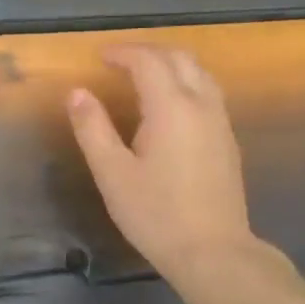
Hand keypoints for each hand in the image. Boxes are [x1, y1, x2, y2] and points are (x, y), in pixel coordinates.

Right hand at [67, 46, 260, 281]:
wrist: (213, 252)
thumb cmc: (156, 214)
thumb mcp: (112, 173)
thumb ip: (93, 129)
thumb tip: (76, 93)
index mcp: (171, 107)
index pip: (148, 61)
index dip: (123, 53)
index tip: (100, 56)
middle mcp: (201, 104)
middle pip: (179, 58)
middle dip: (148, 51)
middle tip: (119, 61)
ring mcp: (220, 122)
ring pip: (199, 73)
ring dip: (170, 64)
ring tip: (143, 75)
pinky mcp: (228, 140)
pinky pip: (208, 92)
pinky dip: (186, 82)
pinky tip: (170, 105)